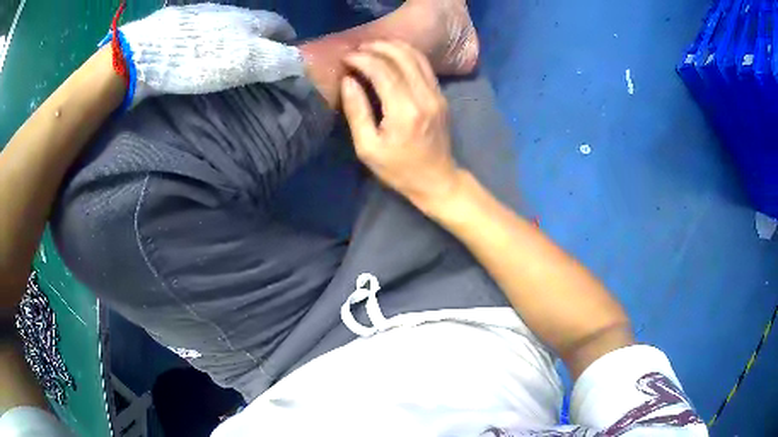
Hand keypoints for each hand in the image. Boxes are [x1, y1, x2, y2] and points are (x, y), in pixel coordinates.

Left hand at [116, 4, 303, 104]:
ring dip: (234, 38)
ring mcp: (203, 14)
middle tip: (258, 60)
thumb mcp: (245, 63)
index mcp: (250, 19)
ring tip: (229, 58)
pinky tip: (200, 53)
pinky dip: (210, 40)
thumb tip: (302, 64)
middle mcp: (230, 11)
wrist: (147, 52)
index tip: (287, 53)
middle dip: (261, 38)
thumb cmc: (199, 58)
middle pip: (254, 23)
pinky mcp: (180, 23)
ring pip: (228, 25)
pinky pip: (205, 30)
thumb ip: (277, 61)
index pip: (279, 24)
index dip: (287, 38)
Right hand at [341, 41, 461, 212]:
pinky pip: (424, 66)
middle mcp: (424, 97)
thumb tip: (347, 81)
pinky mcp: (441, 96)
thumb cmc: (398, 170)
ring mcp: (436, 95)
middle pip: (401, 57)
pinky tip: (392, 55)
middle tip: (357, 49)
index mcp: (404, 112)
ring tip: (372, 47)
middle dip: (376, 47)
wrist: (437, 180)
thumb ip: (356, 112)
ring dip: (393, 47)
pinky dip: (407, 54)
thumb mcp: (368, 148)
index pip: (382, 71)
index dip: (362, 59)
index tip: (346, 58)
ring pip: (416, 57)